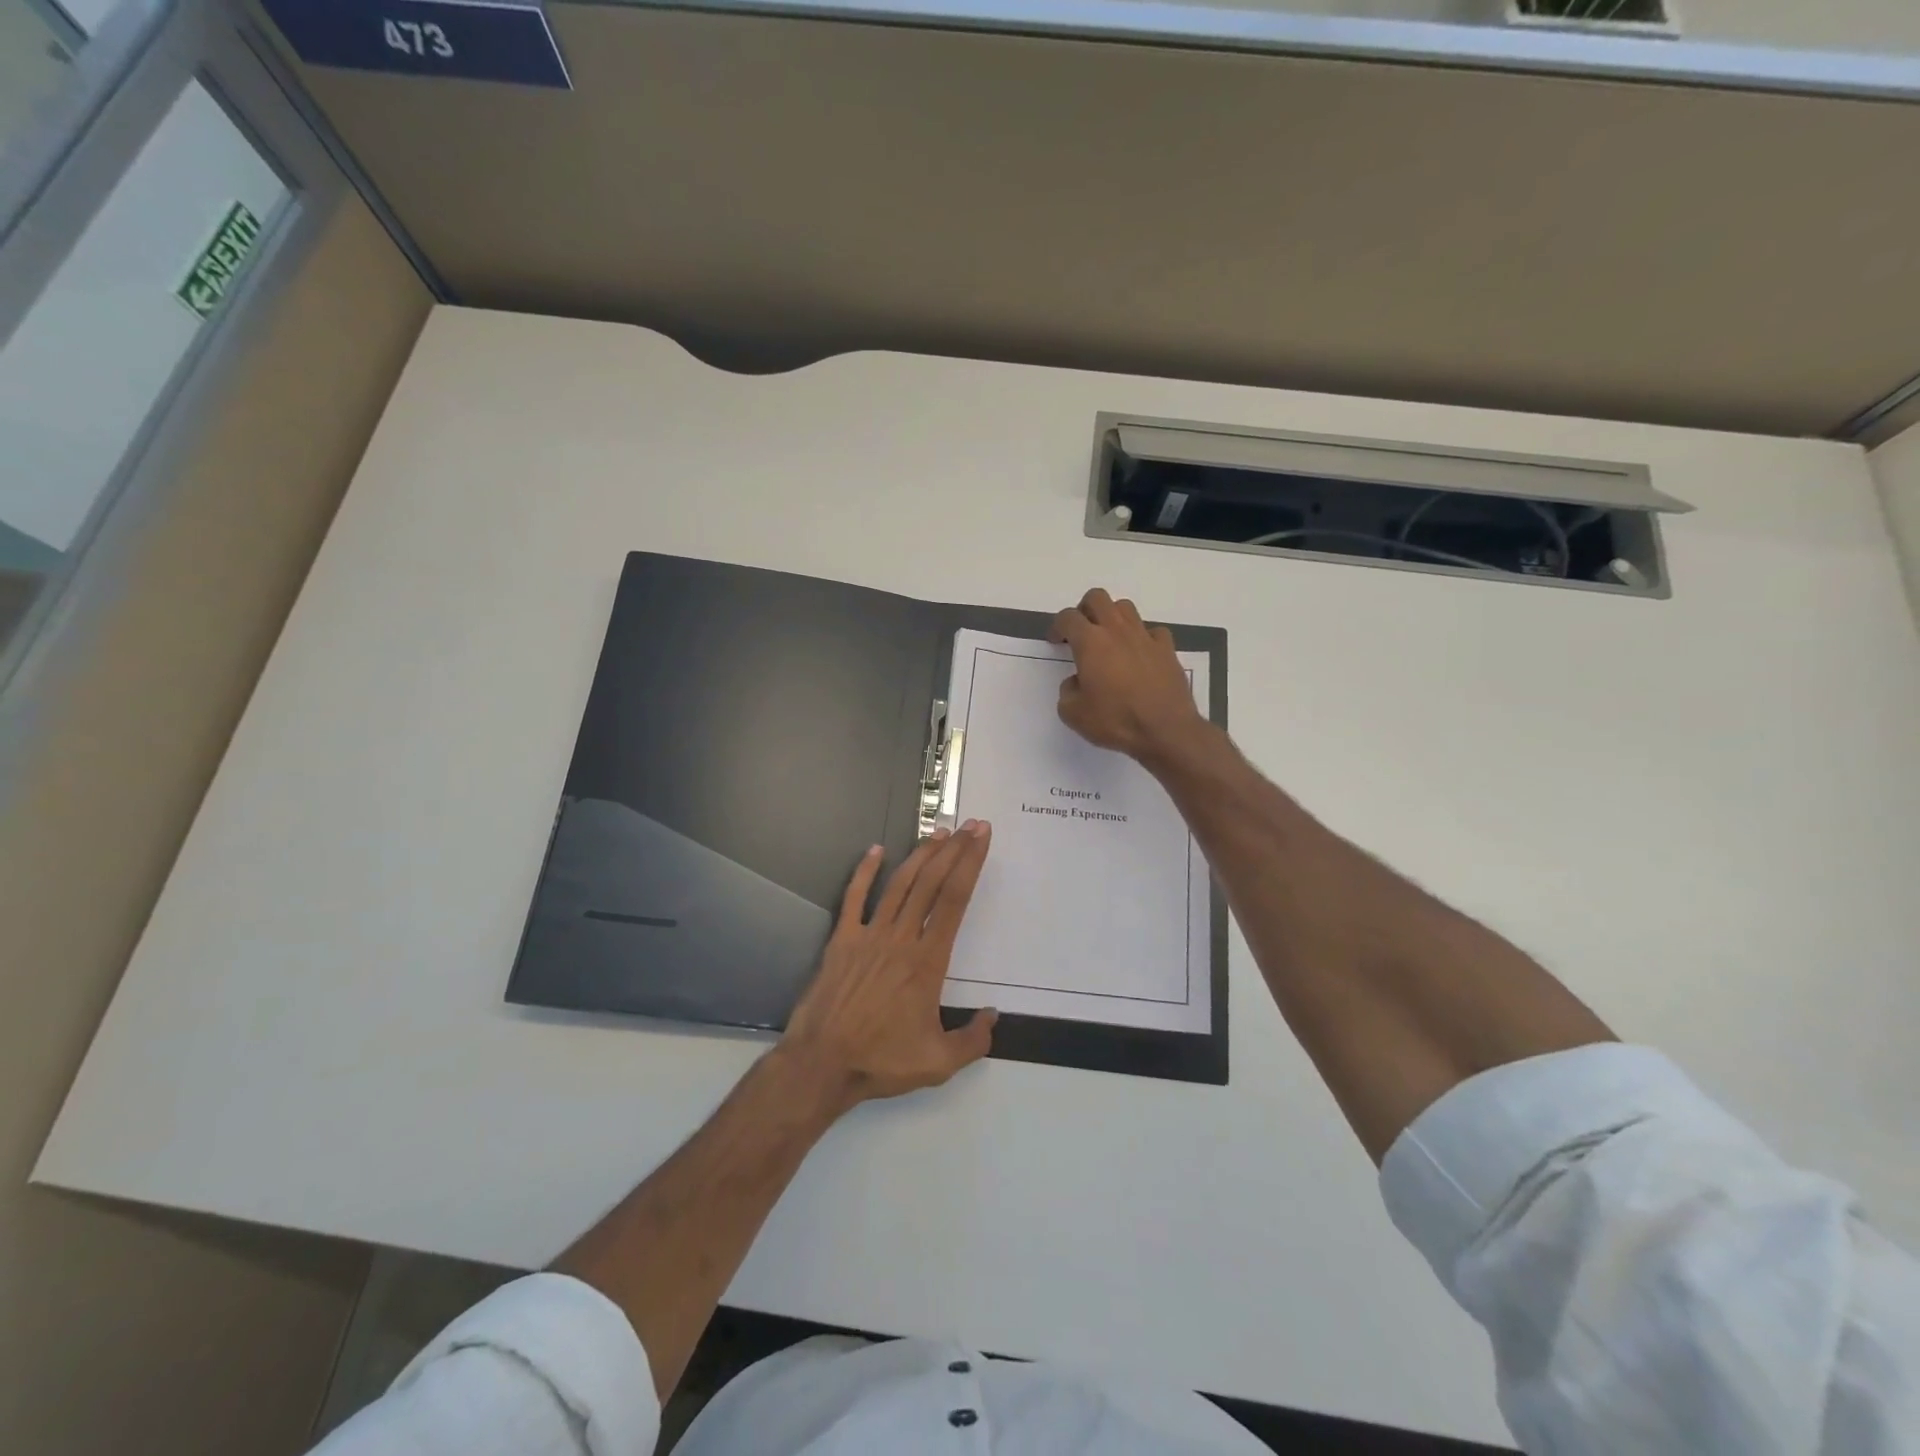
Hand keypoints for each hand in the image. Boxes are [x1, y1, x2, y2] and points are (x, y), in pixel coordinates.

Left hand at [779, 822, 997, 1109]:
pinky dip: (865, 872)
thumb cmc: (881, 1060)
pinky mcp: (842, 940)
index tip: (981, 839)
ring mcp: (869, 935)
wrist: (822, 1063)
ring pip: (899, 884)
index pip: (955, 901)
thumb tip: (993, 1015)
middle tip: (970, 825)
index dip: (970, 865)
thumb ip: (973, 1040)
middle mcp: (901, 938)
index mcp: (928, 961)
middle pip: (931, 883)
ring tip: (938, 833)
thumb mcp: (939, 1063)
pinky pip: (854, 898)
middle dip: (954, 850)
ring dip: (920, 855)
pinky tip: (875, 850)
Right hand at [1050, 588, 1207, 766]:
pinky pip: (1152, 631)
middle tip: (1081, 631)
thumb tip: (1076, 682)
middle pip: (1097, 598)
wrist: (1166, 730)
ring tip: (1109, 639)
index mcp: (1090, 643)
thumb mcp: (1074, 715)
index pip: (1068, 618)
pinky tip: (1139, 654)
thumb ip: (1067, 692)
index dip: (1057, 626)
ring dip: (1112, 617)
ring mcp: (1145, 637)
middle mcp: (1117, 631)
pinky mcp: (1167, 649)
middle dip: (1084, 609)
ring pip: (1125, 608)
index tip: (1056, 641)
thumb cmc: (1116, 721)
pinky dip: (1142, 637)